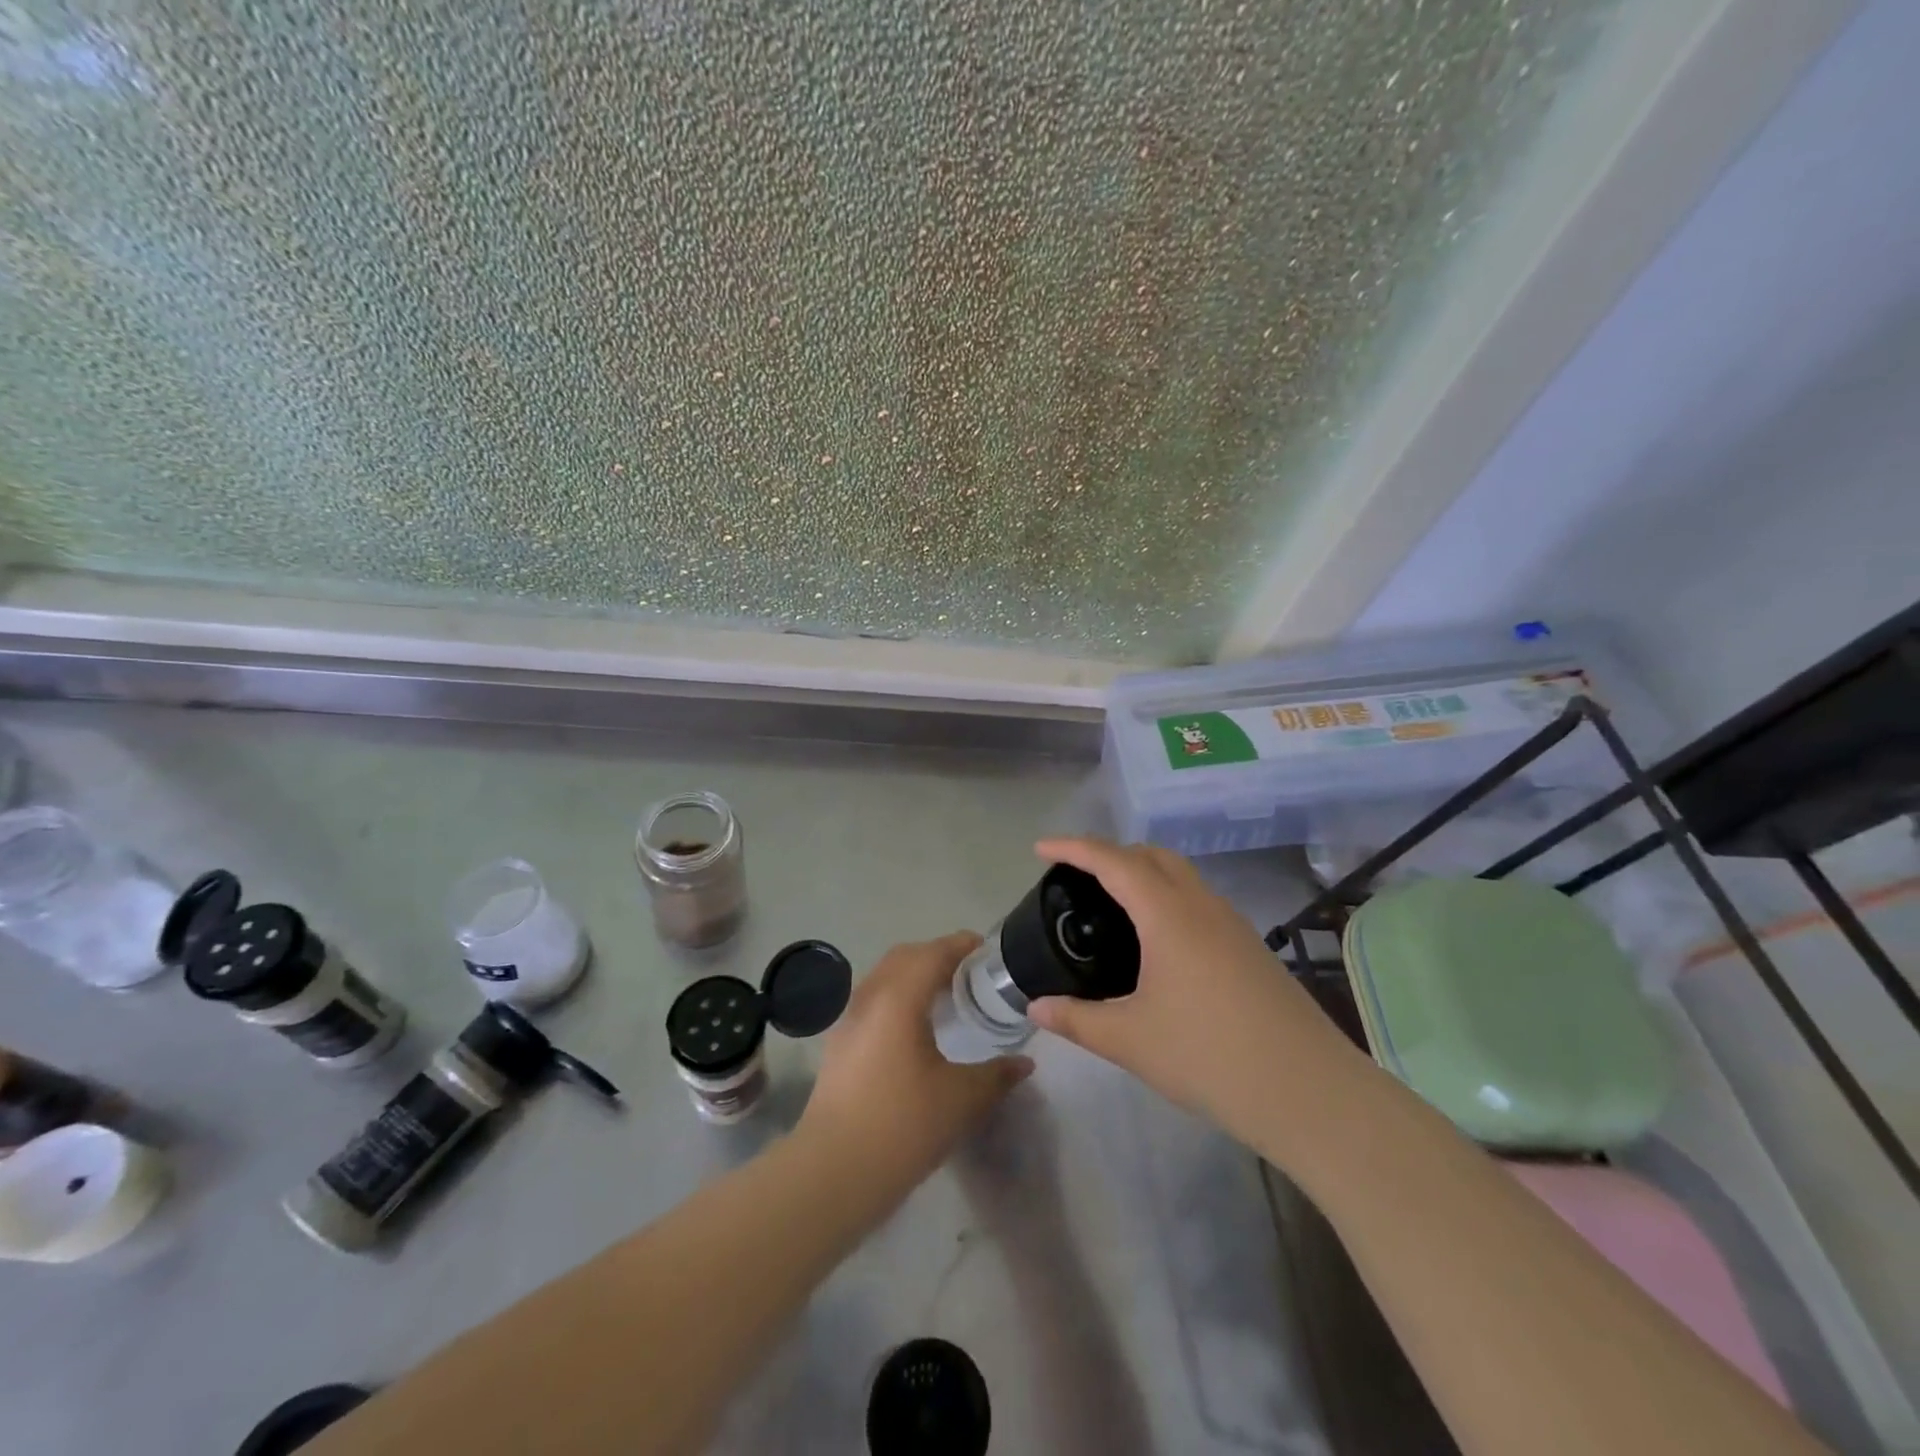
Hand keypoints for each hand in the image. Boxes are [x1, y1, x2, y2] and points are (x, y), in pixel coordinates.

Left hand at [798, 932, 1031, 1204]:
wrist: (833, 1172)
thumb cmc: (902, 1126)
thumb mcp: (962, 1100)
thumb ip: (997, 1074)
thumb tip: (1024, 1063)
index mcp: (899, 998)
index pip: (933, 953)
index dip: (961, 945)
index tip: (987, 950)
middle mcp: (870, 998)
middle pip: (905, 957)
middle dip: (937, 955)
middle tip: (970, 974)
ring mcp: (849, 1020)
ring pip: (885, 978)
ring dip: (915, 976)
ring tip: (946, 998)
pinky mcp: (839, 1044)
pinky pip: (873, 1001)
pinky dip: (898, 997)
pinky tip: (915, 1029)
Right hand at [1027, 838, 1362, 1155]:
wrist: (1310, 1092)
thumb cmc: (1210, 1057)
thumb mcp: (1130, 1040)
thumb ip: (1077, 1019)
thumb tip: (1035, 1007)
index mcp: (1168, 914)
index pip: (1113, 861)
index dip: (1073, 848)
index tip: (1040, 847)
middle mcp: (1202, 906)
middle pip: (1152, 855)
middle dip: (1111, 853)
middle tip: (1076, 876)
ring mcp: (1233, 925)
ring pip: (1182, 876)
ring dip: (1144, 873)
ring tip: (1113, 905)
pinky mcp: (1251, 948)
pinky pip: (1199, 901)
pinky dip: (1167, 898)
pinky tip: (1158, 942)